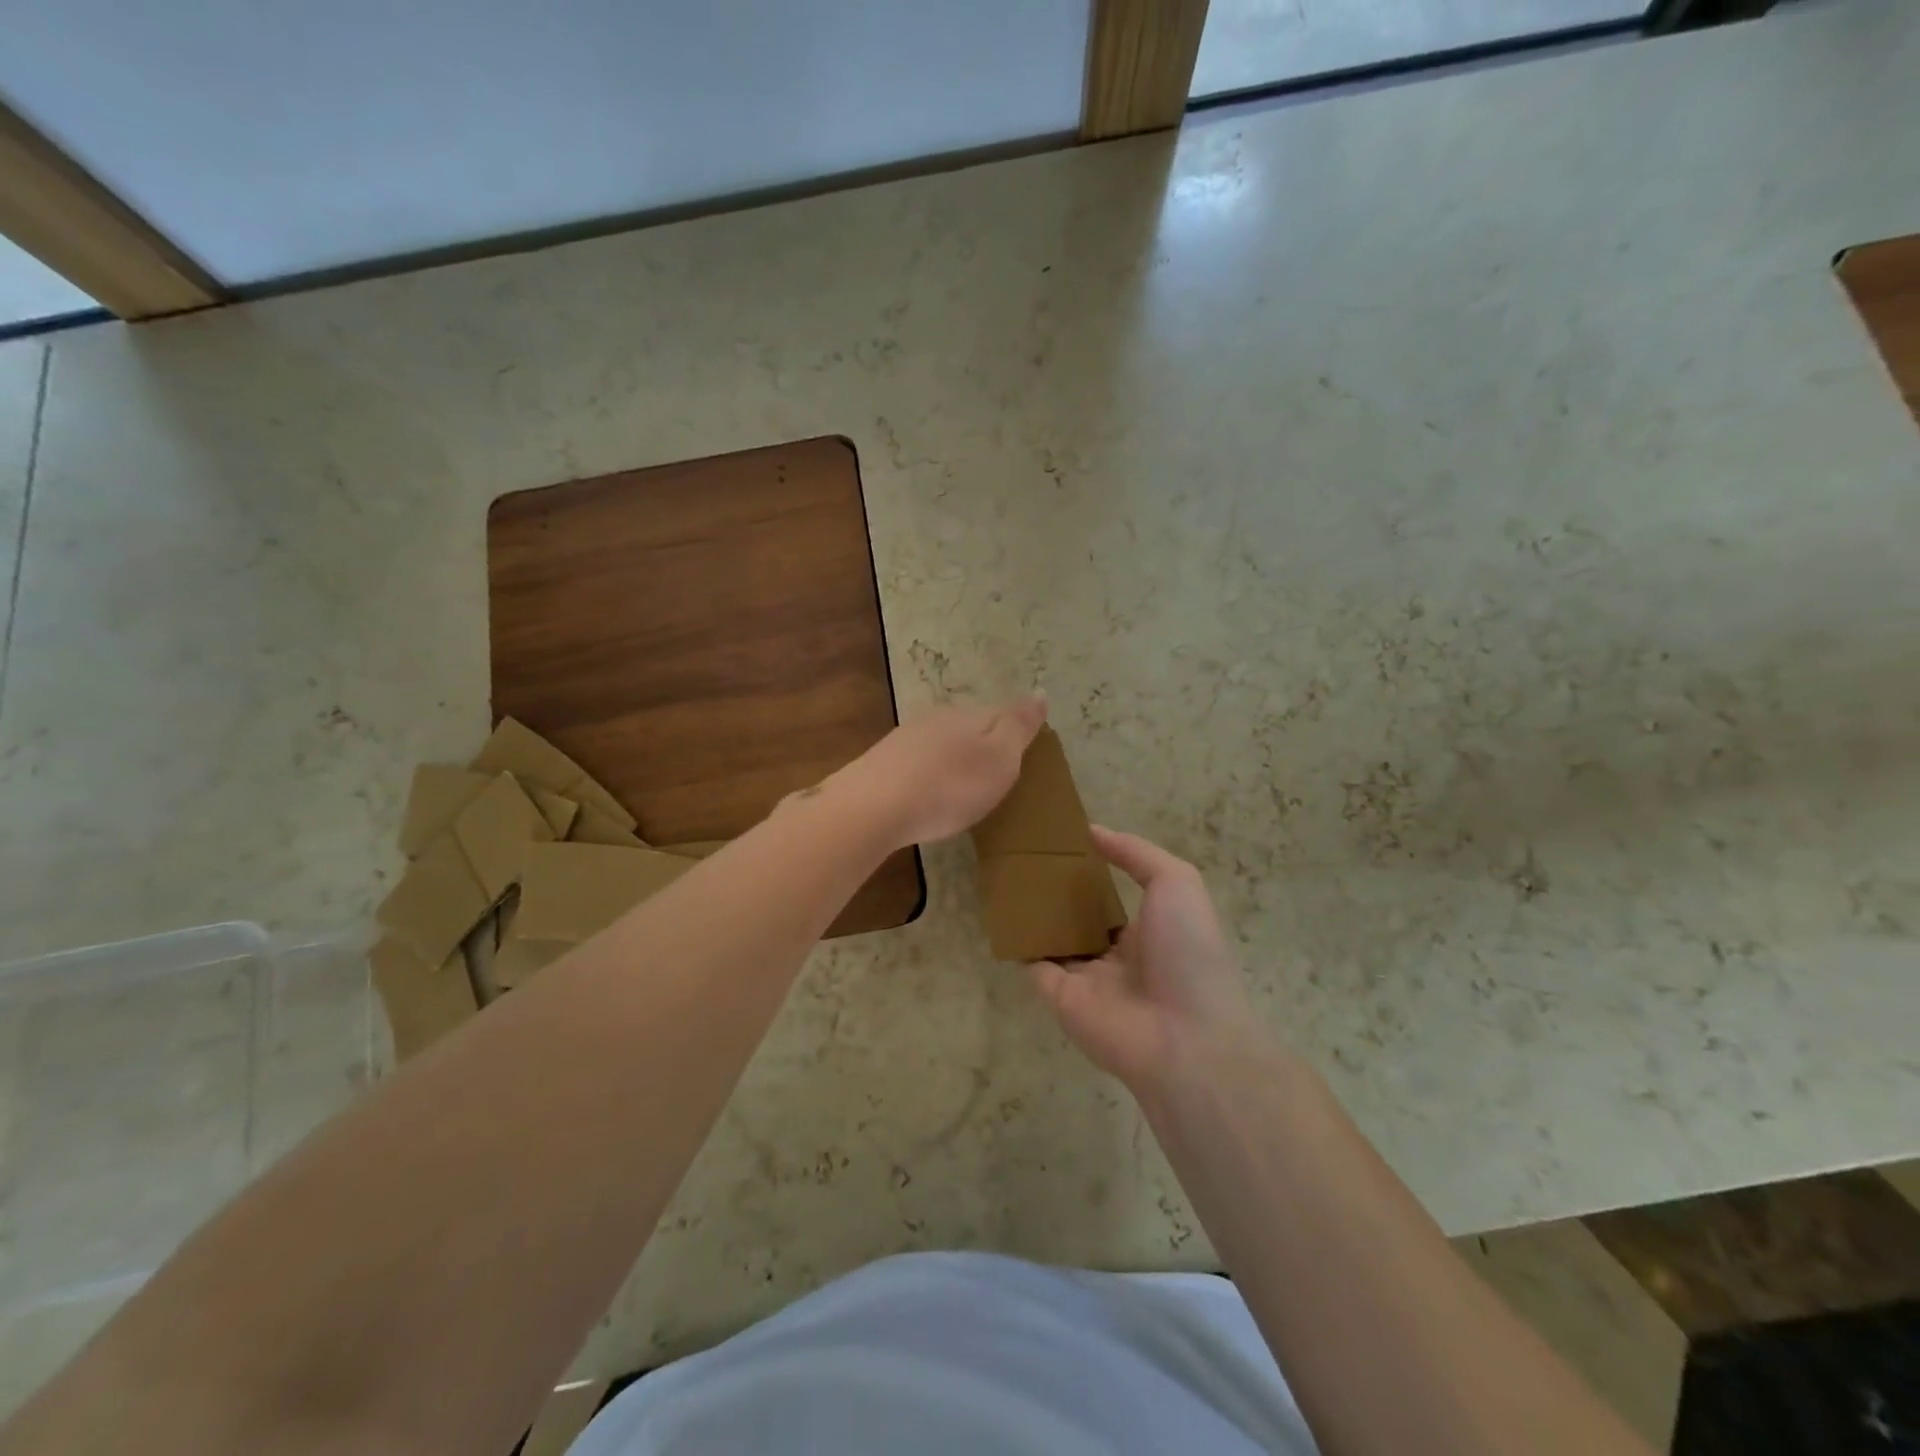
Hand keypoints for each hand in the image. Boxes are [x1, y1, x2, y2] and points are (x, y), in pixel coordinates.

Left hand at [833, 695, 1046, 848]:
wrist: (873, 807)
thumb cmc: (949, 787)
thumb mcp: (999, 759)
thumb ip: (1018, 725)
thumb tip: (1040, 691)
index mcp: (969, 716)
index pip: (1000, 715)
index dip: (1014, 735)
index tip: (1021, 760)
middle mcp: (936, 718)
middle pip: (968, 728)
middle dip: (981, 748)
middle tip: (993, 781)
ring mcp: (904, 739)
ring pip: (939, 744)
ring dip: (952, 762)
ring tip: (961, 792)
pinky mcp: (881, 764)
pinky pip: (916, 764)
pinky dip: (927, 777)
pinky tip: (926, 796)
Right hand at [1030, 827, 1259, 1091]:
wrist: (1184, 1036)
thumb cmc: (1188, 951)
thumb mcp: (1176, 882)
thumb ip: (1136, 853)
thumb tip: (1093, 831)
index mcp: (1147, 930)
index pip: (1112, 898)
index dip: (1090, 871)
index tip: (1060, 841)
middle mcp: (1115, 956)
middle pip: (1078, 919)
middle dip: (1055, 892)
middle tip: (1024, 855)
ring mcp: (1086, 979)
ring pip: (1053, 940)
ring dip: (1033, 914)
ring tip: (1004, 873)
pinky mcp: (1060, 998)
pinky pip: (1033, 964)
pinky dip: (1017, 943)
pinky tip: (1000, 910)